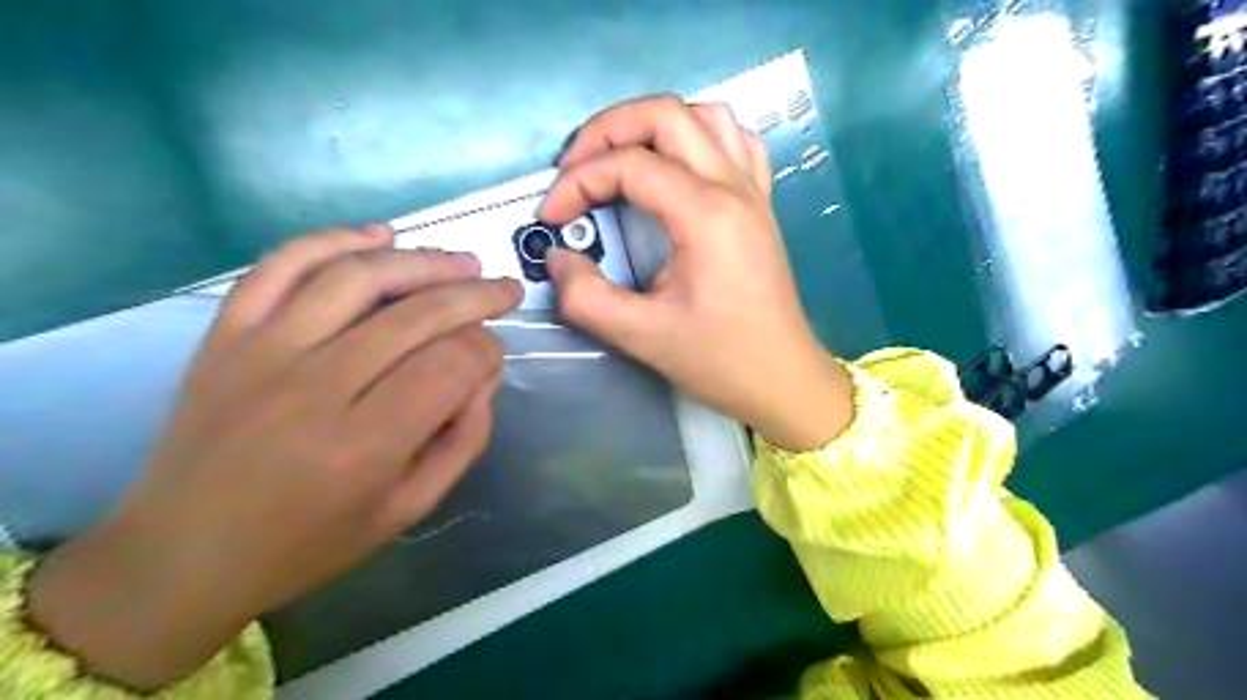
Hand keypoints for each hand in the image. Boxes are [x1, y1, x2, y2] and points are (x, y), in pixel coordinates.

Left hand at [29, 225, 520, 688]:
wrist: (181, 555)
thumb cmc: (309, 542)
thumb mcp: (408, 509)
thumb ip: (463, 439)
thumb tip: (485, 372)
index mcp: (365, 445)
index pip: (452, 364)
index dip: (488, 349)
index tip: (495, 356)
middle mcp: (316, 387)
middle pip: (417, 314)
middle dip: (476, 295)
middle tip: (506, 289)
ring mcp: (263, 352)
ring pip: (358, 276)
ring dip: (423, 260)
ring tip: (462, 261)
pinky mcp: (226, 334)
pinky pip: (282, 265)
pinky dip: (335, 240)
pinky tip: (380, 236)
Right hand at [540, 95, 852, 450]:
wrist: (782, 378)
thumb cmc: (720, 360)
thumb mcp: (641, 336)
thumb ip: (585, 297)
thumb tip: (559, 258)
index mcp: (706, 214)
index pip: (629, 165)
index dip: (577, 183)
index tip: (551, 219)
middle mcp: (734, 187)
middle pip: (666, 114)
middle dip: (607, 130)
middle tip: (574, 169)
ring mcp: (754, 190)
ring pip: (705, 116)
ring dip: (653, 125)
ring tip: (620, 160)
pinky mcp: (761, 204)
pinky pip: (736, 142)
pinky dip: (699, 138)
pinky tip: (679, 166)